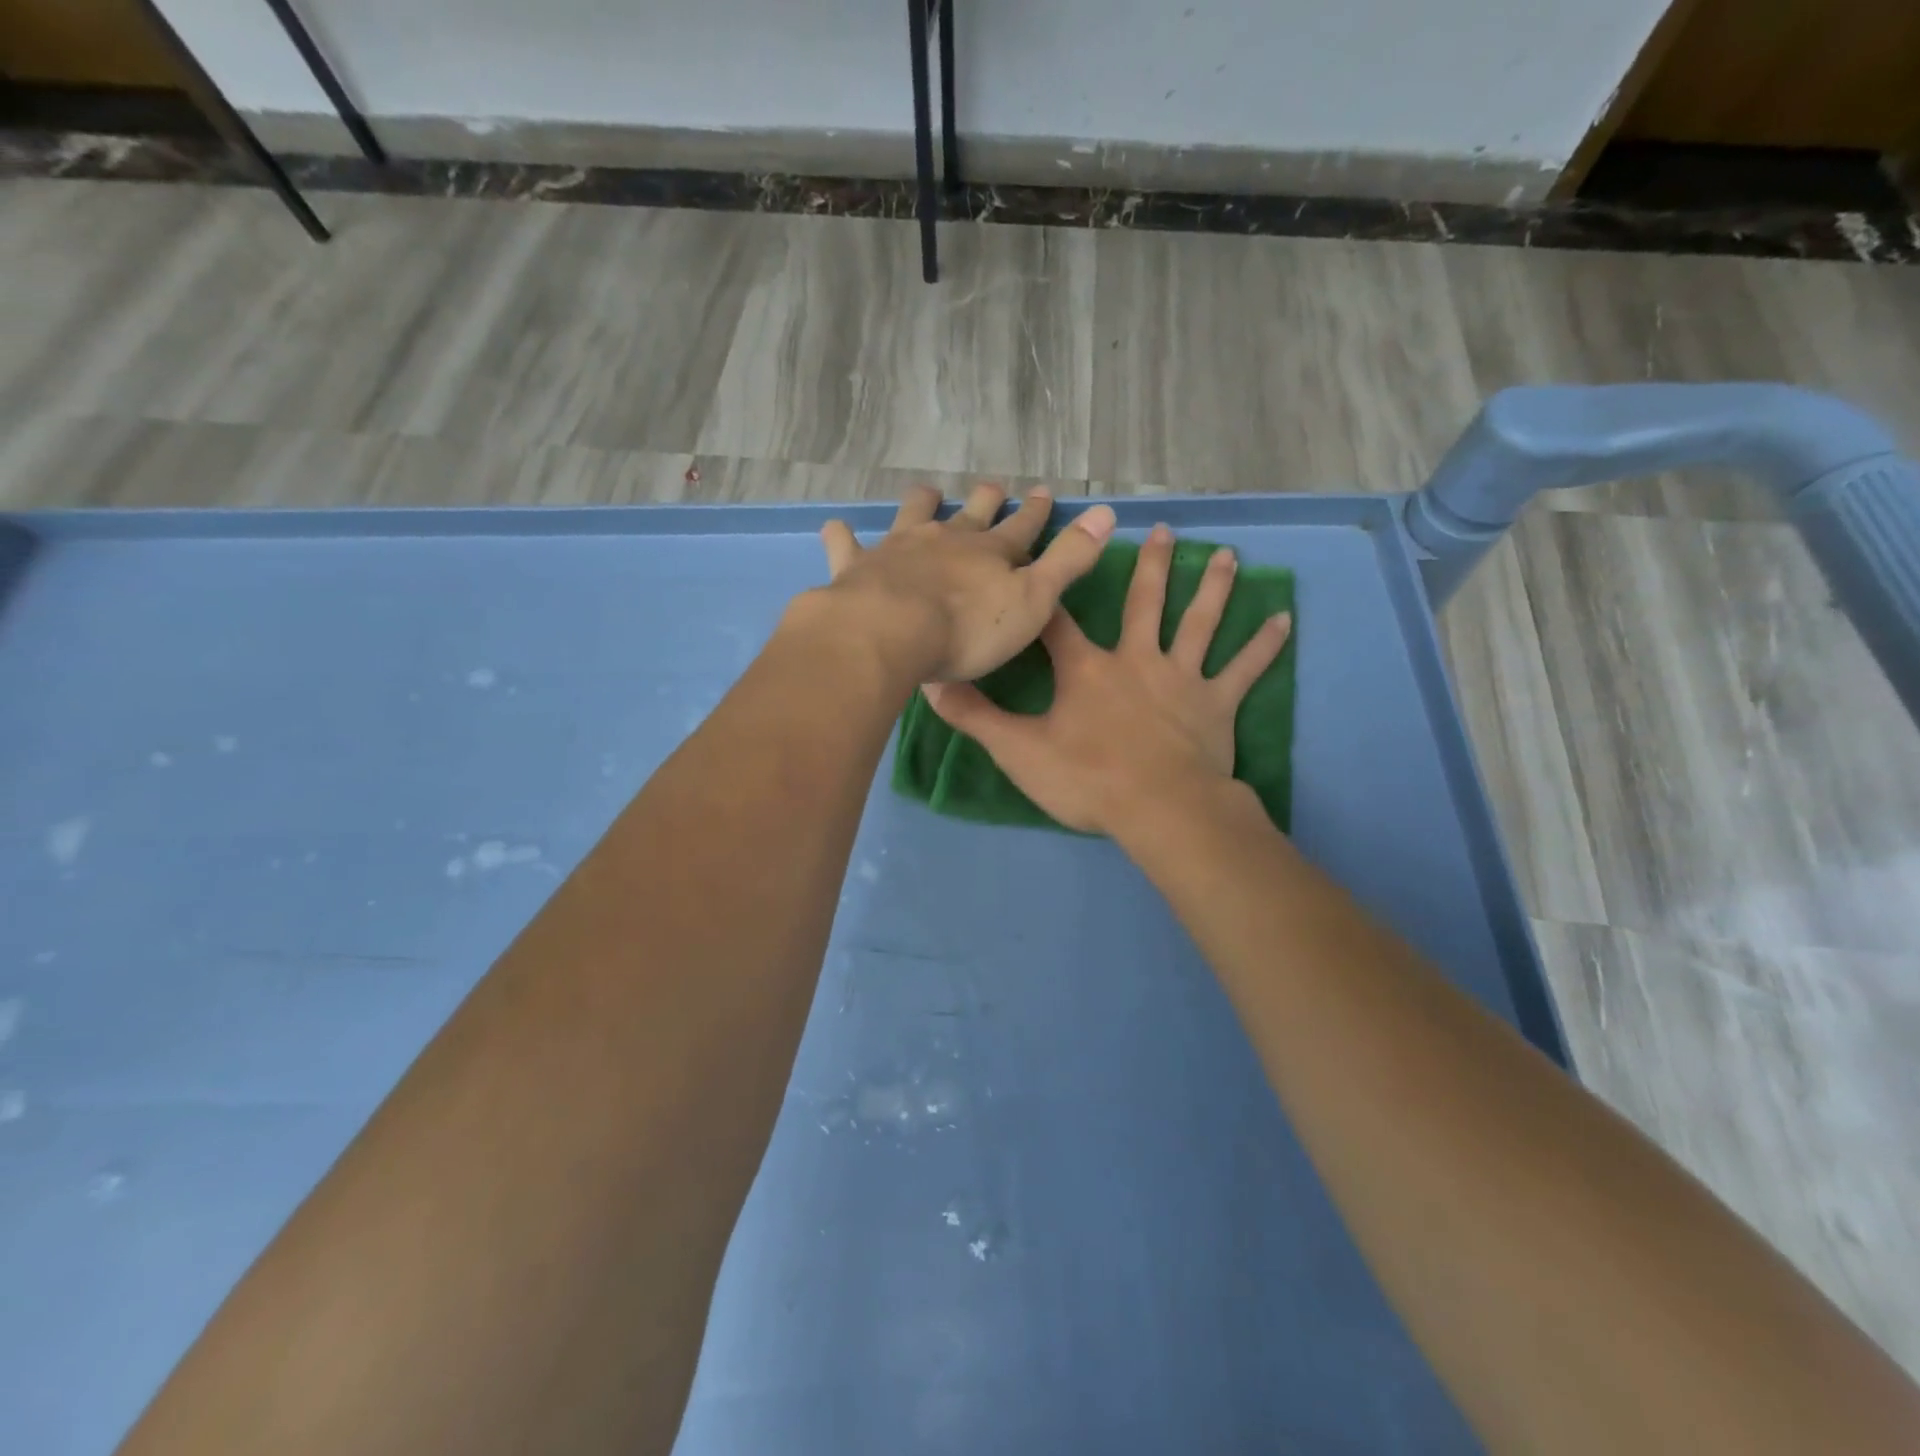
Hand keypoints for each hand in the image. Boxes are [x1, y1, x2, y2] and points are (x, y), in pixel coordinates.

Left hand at [815, 483, 1116, 682]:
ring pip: (914, 514)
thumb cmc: (968, 630)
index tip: (1043, 491)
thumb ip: (1068, 560)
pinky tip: (839, 529)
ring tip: (929, 492)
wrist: (891, 633)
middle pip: (971, 513)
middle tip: (993, 486)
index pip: (1022, 527)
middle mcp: (947, 540)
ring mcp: (900, 548)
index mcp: (991, 553)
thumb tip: (1106, 512)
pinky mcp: (859, 566)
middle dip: (986, 500)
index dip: (1035, 512)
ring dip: (924, 502)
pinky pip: (848, 544)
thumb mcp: (1033, 600)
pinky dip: (845, 536)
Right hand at [924, 524, 1290, 835]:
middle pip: (1142, 602)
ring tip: (1226, 555)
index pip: (1057, 622)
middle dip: (1150, 566)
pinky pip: (1245, 669)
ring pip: (1198, 622)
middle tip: (1163, 531)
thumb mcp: (1018, 751)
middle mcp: (1136, 659)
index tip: (1043, 562)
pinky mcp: (1217, 704)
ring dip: (1211, 587)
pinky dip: (1265, 645)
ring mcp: (1181, 678)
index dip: (1046, 594)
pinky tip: (1285, 620)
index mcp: (1086, 669)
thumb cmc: (1087, 779)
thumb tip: (932, 684)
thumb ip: (975, 717)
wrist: (1159, 810)